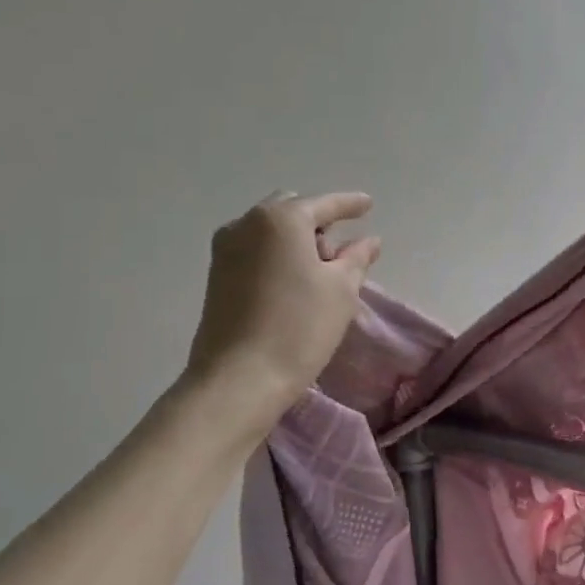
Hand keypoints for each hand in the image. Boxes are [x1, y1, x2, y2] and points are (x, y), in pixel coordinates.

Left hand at [185, 191, 381, 413]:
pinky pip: (255, 250)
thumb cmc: (299, 328)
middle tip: (340, 253)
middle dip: (318, 223)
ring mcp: (225, 250)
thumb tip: (368, 240)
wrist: (238, 380)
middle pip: (291, 211)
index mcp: (281, 219)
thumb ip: (356, 257)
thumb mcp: (341, 290)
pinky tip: (293, 283)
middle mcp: (246, 224)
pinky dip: (277, 256)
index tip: (368, 204)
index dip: (350, 204)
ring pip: (270, 231)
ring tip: (319, 273)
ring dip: (296, 241)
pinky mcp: (216, 276)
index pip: (324, 205)